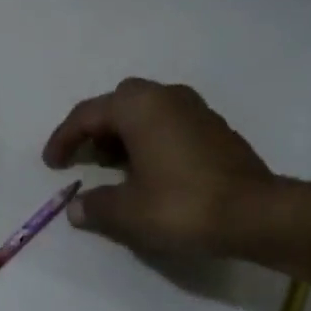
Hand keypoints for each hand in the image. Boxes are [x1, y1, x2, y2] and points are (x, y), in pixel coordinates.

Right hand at [42, 78, 272, 255]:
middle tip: (85, 159)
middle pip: (118, 105)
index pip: (87, 115)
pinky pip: (169, 124)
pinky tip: (151, 172)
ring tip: (114, 168)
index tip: (52, 164)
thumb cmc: (183, 206)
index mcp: (138, 107)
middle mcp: (166, 96)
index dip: (64, 139)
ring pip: (146, 112)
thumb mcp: (129, 213)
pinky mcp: (215, 128)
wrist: (257, 214)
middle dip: (96, 130)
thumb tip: (77, 209)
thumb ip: (96, 207)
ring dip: (124, 135)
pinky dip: (150, 140)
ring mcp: (195, 109)